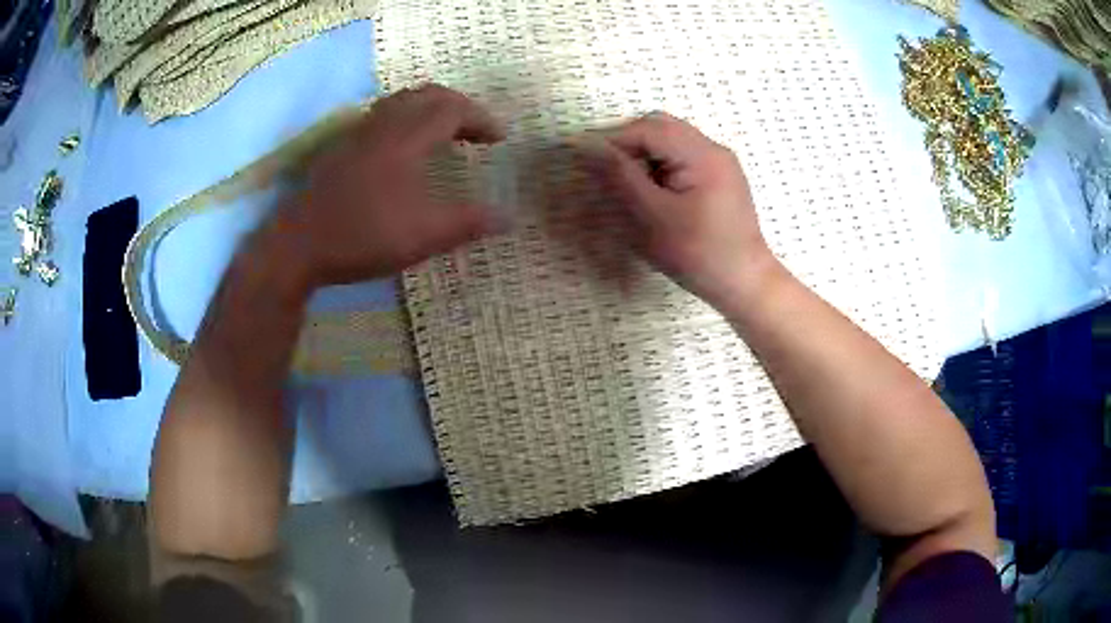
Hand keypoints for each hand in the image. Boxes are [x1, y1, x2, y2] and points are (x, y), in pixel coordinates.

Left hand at [271, 84, 505, 290]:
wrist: (297, 246)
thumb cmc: (362, 236)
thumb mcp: (423, 235)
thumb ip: (468, 222)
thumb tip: (508, 217)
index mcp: (406, 137)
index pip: (453, 109)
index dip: (482, 119)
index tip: (499, 139)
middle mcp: (382, 125)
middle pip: (427, 95)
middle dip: (459, 106)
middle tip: (476, 130)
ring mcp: (358, 134)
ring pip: (401, 102)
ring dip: (430, 109)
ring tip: (445, 133)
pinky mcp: (341, 148)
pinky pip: (382, 117)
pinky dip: (406, 120)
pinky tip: (405, 150)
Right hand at [587, 112, 778, 306]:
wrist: (744, 283)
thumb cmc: (698, 254)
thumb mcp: (653, 215)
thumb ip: (619, 175)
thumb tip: (586, 144)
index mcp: (702, 154)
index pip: (648, 129)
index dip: (613, 139)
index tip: (586, 161)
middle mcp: (713, 149)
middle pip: (661, 128)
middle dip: (629, 144)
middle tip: (608, 173)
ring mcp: (720, 163)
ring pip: (671, 142)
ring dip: (644, 155)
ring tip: (631, 186)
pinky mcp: (720, 178)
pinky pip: (683, 158)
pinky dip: (661, 167)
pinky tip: (655, 193)